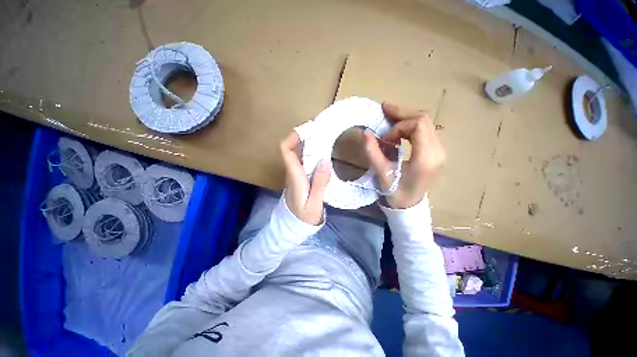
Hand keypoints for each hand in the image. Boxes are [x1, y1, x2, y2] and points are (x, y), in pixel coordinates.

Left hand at [280, 131, 330, 224]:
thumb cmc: (303, 217)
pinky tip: (324, 155)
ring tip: (326, 139)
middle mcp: (293, 172)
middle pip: (294, 149)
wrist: (294, 226)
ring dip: (310, 146)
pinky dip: (312, 155)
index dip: (293, 137)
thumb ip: (319, 183)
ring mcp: (295, 175)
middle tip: (323, 131)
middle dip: (306, 138)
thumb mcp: (314, 203)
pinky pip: (304, 162)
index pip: (286, 151)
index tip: (307, 129)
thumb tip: (325, 160)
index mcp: (294, 176)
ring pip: (300, 155)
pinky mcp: (300, 179)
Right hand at [363, 103, 445, 208]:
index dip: (398, 127)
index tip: (384, 140)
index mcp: (426, 157)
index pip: (418, 125)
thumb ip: (373, 152)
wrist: (409, 205)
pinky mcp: (435, 150)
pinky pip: (424, 130)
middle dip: (402, 113)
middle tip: (384, 110)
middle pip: (423, 119)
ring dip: (405, 118)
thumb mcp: (382, 173)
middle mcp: (438, 150)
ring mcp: (439, 149)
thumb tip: (365, 132)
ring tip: (389, 117)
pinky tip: (398, 130)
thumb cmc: (396, 192)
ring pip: (425, 122)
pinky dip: (409, 126)